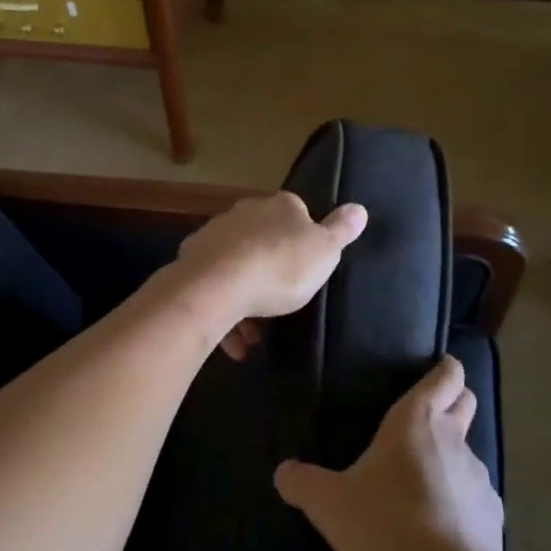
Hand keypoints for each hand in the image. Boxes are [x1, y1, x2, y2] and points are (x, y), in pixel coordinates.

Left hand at [172, 192, 365, 341]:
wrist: (218, 286)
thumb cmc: (280, 267)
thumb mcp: (324, 251)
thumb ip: (341, 231)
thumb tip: (359, 207)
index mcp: (279, 207)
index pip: (297, 213)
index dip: (302, 239)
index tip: (305, 268)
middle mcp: (245, 213)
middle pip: (263, 240)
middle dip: (271, 271)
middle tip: (281, 304)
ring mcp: (214, 235)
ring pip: (236, 266)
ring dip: (246, 298)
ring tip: (253, 337)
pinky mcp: (190, 260)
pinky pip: (213, 285)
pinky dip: (223, 310)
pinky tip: (233, 343)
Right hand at [274, 356, 503, 550]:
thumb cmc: (388, 525)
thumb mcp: (329, 504)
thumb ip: (302, 483)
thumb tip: (283, 472)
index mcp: (416, 421)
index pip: (446, 375)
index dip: (444, 369)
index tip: (434, 369)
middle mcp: (453, 439)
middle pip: (464, 402)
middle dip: (451, 402)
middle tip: (421, 419)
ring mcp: (479, 477)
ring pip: (467, 452)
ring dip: (449, 458)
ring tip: (420, 483)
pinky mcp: (492, 515)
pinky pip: (474, 495)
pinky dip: (459, 501)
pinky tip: (438, 525)